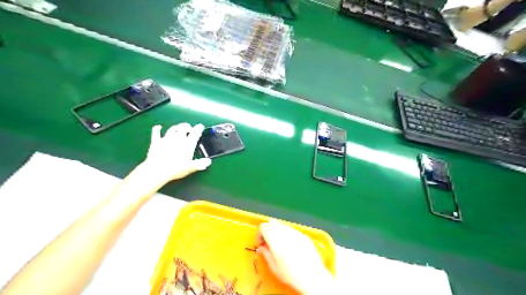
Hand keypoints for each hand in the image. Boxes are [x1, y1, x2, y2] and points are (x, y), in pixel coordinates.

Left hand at [142, 122, 213, 183]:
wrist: (157, 170)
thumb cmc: (176, 169)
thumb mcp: (191, 167)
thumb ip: (201, 163)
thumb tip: (208, 161)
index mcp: (188, 144)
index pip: (195, 133)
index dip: (199, 128)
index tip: (200, 126)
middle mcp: (178, 139)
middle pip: (183, 128)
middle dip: (187, 126)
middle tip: (189, 127)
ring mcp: (166, 139)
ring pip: (172, 129)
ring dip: (176, 127)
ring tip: (178, 128)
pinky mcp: (156, 142)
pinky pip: (156, 132)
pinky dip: (157, 128)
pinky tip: (158, 127)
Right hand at [258, 220, 333, 293]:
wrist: (312, 276)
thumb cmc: (290, 273)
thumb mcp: (273, 266)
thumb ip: (266, 254)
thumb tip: (261, 248)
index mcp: (274, 237)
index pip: (263, 226)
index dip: (260, 234)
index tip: (261, 245)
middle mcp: (284, 231)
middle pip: (272, 222)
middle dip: (268, 230)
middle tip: (269, 243)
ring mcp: (295, 232)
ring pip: (283, 226)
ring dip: (278, 232)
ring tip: (281, 246)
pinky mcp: (304, 235)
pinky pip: (293, 231)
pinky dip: (289, 236)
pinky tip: (292, 248)